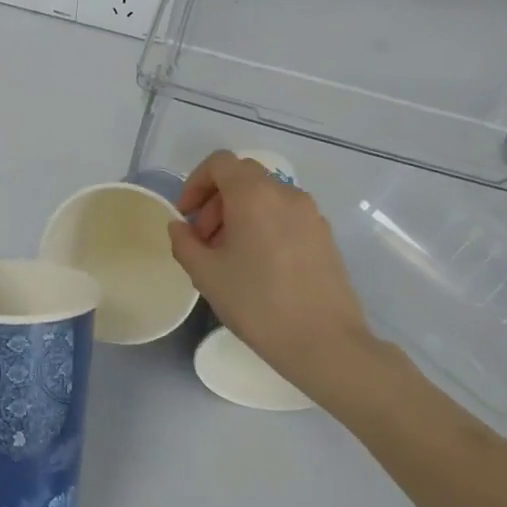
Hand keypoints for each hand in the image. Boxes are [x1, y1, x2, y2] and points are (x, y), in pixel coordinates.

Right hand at [168, 152, 387, 409]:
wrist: (326, 343)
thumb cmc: (258, 303)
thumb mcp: (205, 274)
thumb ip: (184, 242)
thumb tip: (181, 227)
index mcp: (254, 194)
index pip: (219, 163)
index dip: (196, 183)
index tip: (186, 216)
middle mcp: (285, 194)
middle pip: (242, 177)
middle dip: (216, 200)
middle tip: (204, 239)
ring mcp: (310, 214)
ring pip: (265, 196)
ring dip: (239, 214)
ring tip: (229, 256)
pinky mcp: (325, 236)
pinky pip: (285, 216)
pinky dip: (264, 225)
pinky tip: (259, 266)